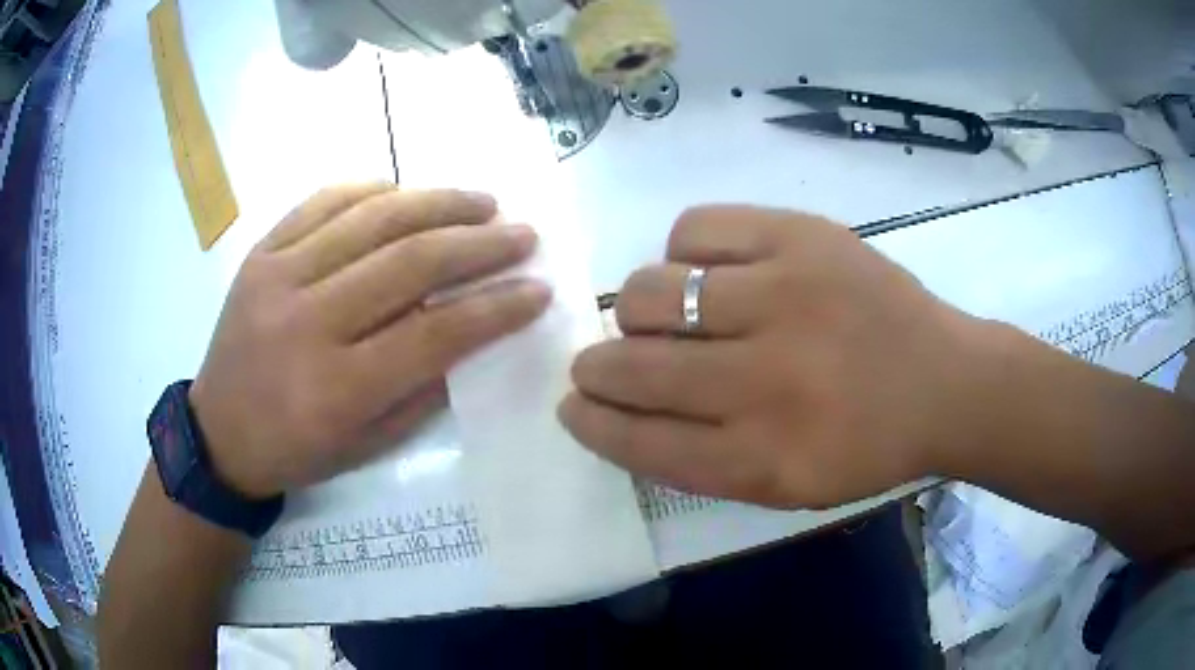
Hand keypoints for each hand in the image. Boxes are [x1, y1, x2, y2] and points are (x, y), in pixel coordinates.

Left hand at [189, 184, 550, 497]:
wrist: (217, 433)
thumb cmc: (294, 450)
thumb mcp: (366, 446)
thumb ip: (421, 389)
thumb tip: (472, 331)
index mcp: (337, 388)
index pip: (435, 333)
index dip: (496, 307)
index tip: (539, 288)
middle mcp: (308, 322)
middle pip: (408, 263)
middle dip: (479, 243)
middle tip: (522, 233)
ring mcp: (278, 277)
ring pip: (370, 219)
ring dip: (436, 202)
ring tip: (481, 201)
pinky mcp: (260, 254)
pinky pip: (321, 202)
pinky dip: (370, 189)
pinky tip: (404, 190)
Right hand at [560, 206, 991, 508]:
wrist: (946, 382)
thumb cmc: (867, 445)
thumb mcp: (786, 488)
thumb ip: (701, 461)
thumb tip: (621, 412)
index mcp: (763, 459)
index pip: (640, 441)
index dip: (593, 423)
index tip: (573, 408)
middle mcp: (766, 381)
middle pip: (635, 366)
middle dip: (597, 367)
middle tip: (598, 364)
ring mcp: (784, 296)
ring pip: (652, 290)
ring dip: (637, 309)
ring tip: (658, 315)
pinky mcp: (801, 236)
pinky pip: (695, 230)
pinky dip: (683, 252)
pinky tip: (706, 271)